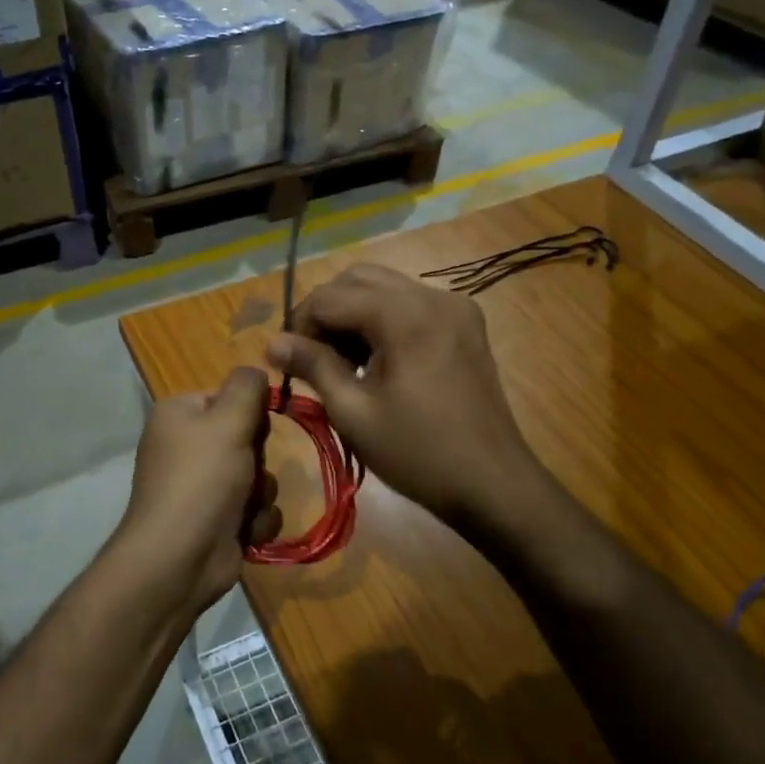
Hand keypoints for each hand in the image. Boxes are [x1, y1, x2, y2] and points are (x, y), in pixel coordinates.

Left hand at [113, 367, 282, 617]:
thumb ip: (248, 387)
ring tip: (244, 507)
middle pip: (247, 437)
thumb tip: (256, 370)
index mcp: (179, 414)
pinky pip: (255, 508)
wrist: (179, 558)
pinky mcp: (217, 520)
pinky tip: (244, 531)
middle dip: (258, 458)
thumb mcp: (228, 420)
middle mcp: (187, 446)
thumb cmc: (201, 480)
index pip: (230, 397)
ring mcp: (201, 486)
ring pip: (257, 475)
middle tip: (246, 471)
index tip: (254, 428)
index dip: (249, 413)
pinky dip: (255, 520)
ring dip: (260, 493)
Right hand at [267, 264, 534, 527]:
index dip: (299, 325)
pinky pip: (410, 304)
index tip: (288, 362)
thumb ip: (313, 365)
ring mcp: (455, 307)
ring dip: (353, 314)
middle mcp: (432, 296)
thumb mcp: (354, 412)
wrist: (493, 484)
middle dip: (326, 312)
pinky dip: (382, 320)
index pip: (330, 297)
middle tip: (312, 357)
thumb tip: (272, 342)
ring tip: (341, 362)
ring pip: (384, 288)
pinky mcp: (465, 323)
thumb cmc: (417, 454)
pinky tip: (375, 360)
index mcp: (405, 315)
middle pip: (358, 279)